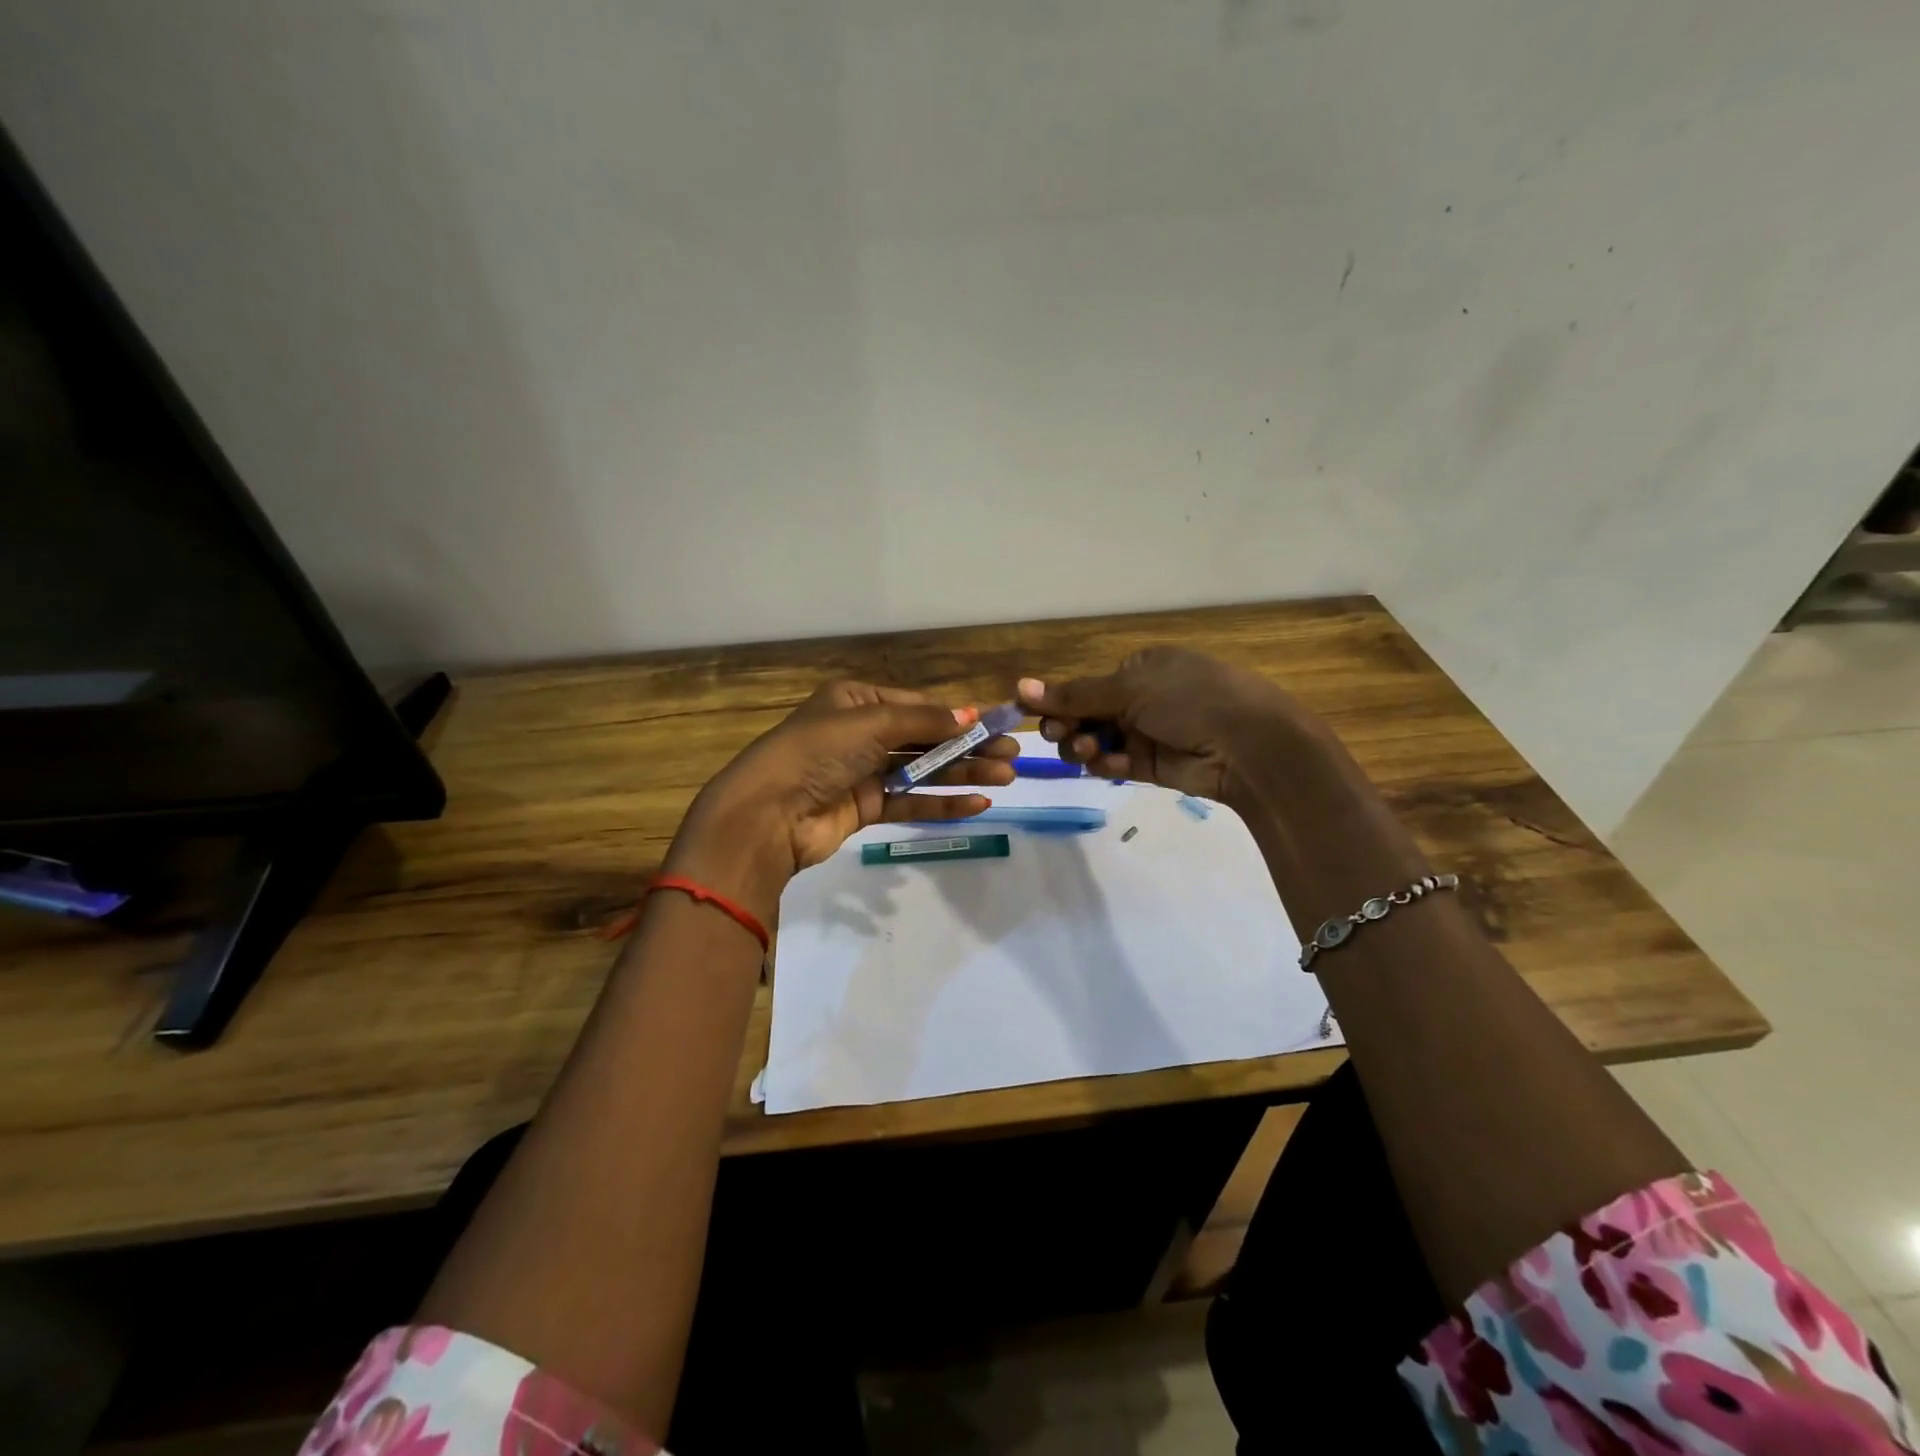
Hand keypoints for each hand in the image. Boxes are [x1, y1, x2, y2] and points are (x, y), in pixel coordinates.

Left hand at [664, 681, 1017, 924]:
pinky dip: (943, 803)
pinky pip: (911, 801)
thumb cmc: (818, 752)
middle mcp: (861, 734)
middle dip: (969, 747)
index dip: (958, 716)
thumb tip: (971, 716)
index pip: (918, 706)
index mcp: (857, 702)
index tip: (996, 725)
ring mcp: (864, 773)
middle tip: (1012, 756)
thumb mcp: (871, 723)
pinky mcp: (865, 808)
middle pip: (926, 739)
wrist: (768, 813)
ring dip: (964, 774)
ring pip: (923, 771)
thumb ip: (924, 722)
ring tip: (1007, 778)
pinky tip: (977, 804)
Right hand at [1016, 647, 1305, 800]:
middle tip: (1062, 735)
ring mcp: (1146, 733)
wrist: (1247, 746)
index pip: (1085, 686)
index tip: (1036, 714)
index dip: (1058, 701)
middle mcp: (1140, 698)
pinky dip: (1107, 765)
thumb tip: (1019, 687)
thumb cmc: (1190, 699)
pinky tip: (1113, 766)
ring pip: (1096, 742)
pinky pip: (1115, 764)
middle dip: (1069, 726)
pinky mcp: (1151, 766)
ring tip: (1091, 752)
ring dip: (1084, 747)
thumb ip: (1074, 695)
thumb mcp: (1130, 688)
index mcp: (1140, 668)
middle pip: (1085, 715)